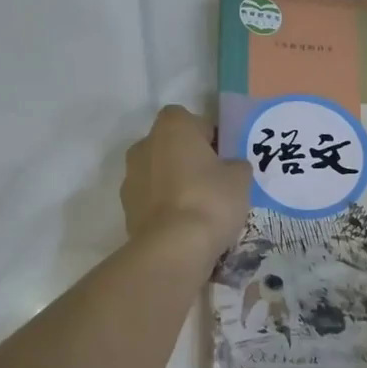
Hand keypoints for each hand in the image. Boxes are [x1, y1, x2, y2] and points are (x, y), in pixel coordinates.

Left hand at [121, 106, 251, 260]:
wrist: (173, 248)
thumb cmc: (210, 200)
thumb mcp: (240, 178)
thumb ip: (236, 165)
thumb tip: (231, 167)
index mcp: (172, 127)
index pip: (190, 120)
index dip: (207, 135)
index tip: (222, 156)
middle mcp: (144, 144)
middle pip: (171, 145)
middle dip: (188, 159)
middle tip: (213, 181)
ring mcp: (130, 177)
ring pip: (158, 173)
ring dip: (174, 183)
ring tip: (199, 208)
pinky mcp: (126, 208)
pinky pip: (151, 199)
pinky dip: (164, 207)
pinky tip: (183, 225)